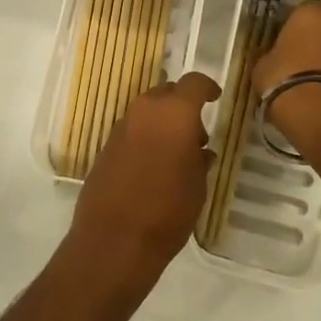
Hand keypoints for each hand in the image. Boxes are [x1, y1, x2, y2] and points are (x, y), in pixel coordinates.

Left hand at [67, 73, 219, 292]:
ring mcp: (122, 126)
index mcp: (174, 113)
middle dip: (182, 106)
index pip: (193, 82)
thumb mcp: (197, 186)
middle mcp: (145, 110)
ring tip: (175, 154)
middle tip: (196, 135)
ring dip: (162, 122)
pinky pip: (132, 130)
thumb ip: (200, 160)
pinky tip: (153, 165)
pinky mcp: (106, 145)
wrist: (115, 238)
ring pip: (147, 111)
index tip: (215, 97)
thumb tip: (200, 151)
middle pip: (167, 93)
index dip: (206, 87)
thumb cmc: (168, 210)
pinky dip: (145, 137)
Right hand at [254, 0, 320, 137]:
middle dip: (314, 36)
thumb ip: (271, 52)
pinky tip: (318, 86)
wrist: (317, 113)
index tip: (286, 32)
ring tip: (307, 73)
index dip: (297, 19)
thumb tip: (274, 54)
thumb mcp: (263, 64)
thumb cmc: (282, 78)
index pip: (307, 6)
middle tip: (296, 53)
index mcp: (309, 15)